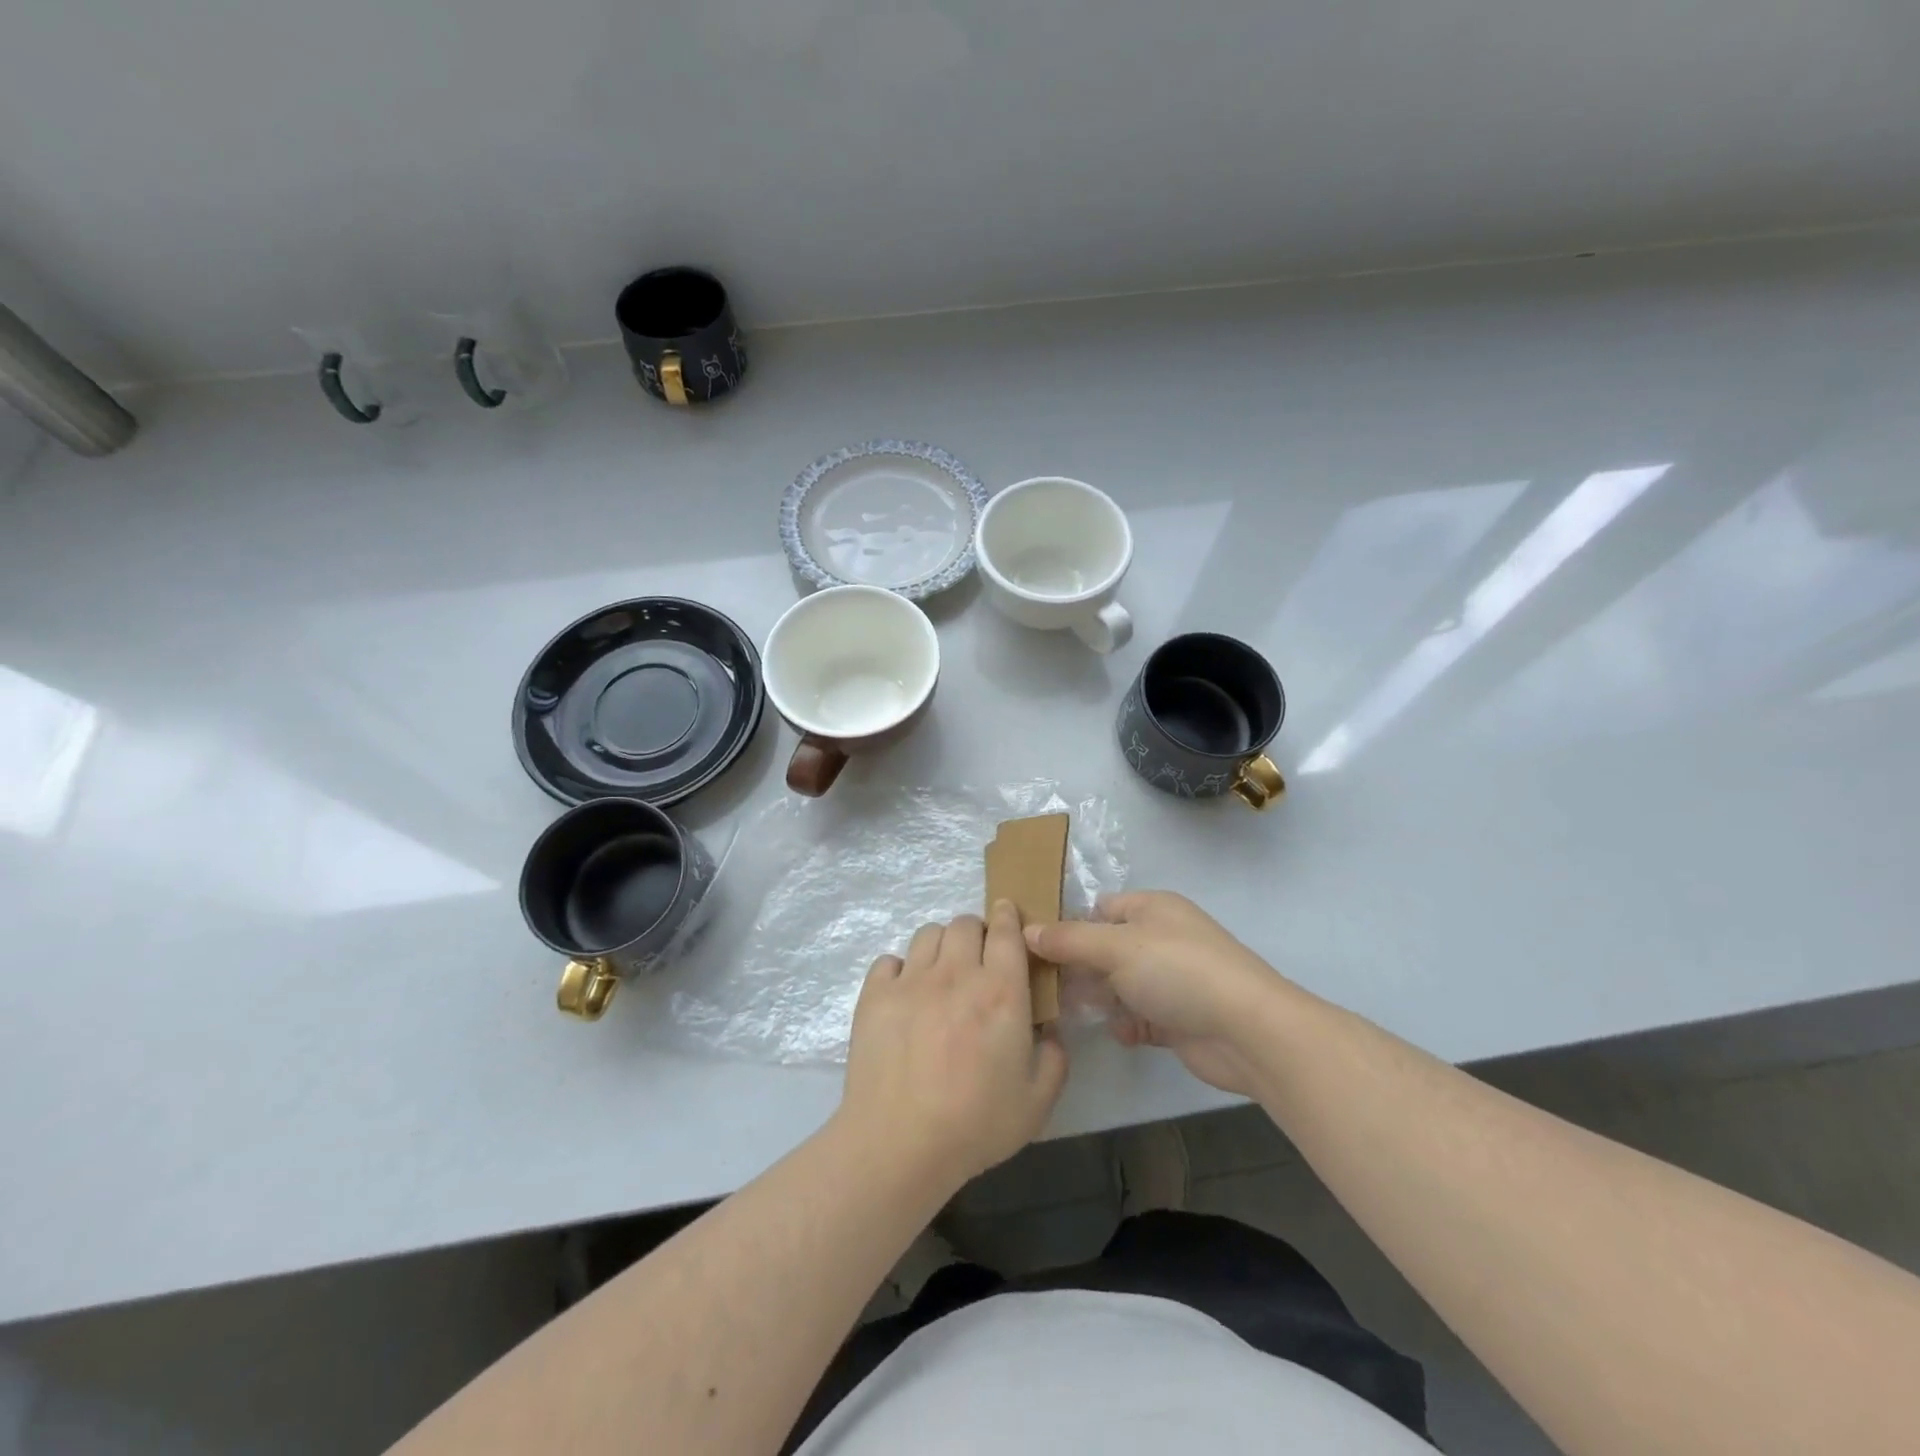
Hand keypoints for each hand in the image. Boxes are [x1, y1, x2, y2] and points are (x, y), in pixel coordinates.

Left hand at [838, 902, 1068, 1193]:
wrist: (899, 1143)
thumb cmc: (975, 1124)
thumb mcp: (1037, 1102)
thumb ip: (1055, 1059)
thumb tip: (1050, 1032)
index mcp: (1000, 992)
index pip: (1006, 931)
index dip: (1008, 915)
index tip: (1007, 912)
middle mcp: (957, 974)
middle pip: (964, 923)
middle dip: (975, 931)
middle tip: (977, 957)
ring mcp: (911, 981)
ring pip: (927, 934)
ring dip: (940, 945)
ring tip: (941, 972)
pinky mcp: (875, 995)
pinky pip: (888, 961)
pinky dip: (899, 969)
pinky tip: (904, 994)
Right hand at [1026, 891, 1287, 1096]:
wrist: (1247, 1031)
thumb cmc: (1178, 971)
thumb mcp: (1116, 947)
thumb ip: (1069, 939)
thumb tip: (1025, 930)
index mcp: (1151, 908)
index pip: (1098, 909)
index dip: (1066, 924)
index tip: (1031, 946)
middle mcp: (1159, 939)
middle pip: (1103, 949)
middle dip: (1076, 967)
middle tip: (1042, 986)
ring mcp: (1169, 980)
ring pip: (1118, 985)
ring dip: (1098, 999)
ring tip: (1070, 1013)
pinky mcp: (1176, 1018)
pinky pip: (1138, 1017)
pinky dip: (1126, 1024)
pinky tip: (1122, 1033)